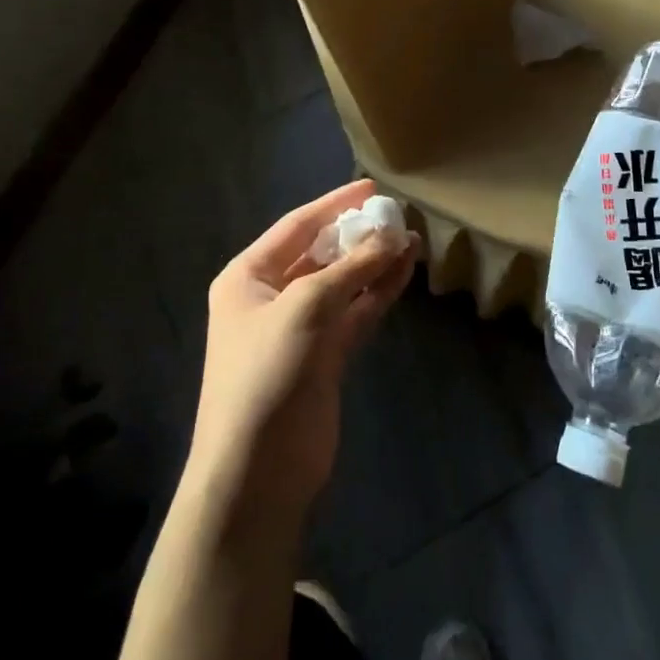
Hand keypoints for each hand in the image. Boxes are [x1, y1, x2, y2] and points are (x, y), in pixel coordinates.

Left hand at [185, 181, 418, 527]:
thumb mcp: (306, 308)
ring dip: (373, 263)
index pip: (296, 226)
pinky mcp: (325, 356)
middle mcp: (271, 296)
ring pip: (343, 284)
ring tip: (411, 240)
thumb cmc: (267, 374)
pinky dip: (377, 294)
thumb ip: (352, 268)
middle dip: (357, 235)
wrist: (258, 473)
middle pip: (321, 253)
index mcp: (248, 277)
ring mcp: (300, 328)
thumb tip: (394, 235)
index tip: (371, 187)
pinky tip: (404, 273)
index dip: (334, 204)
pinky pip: (355, 313)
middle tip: (398, 216)